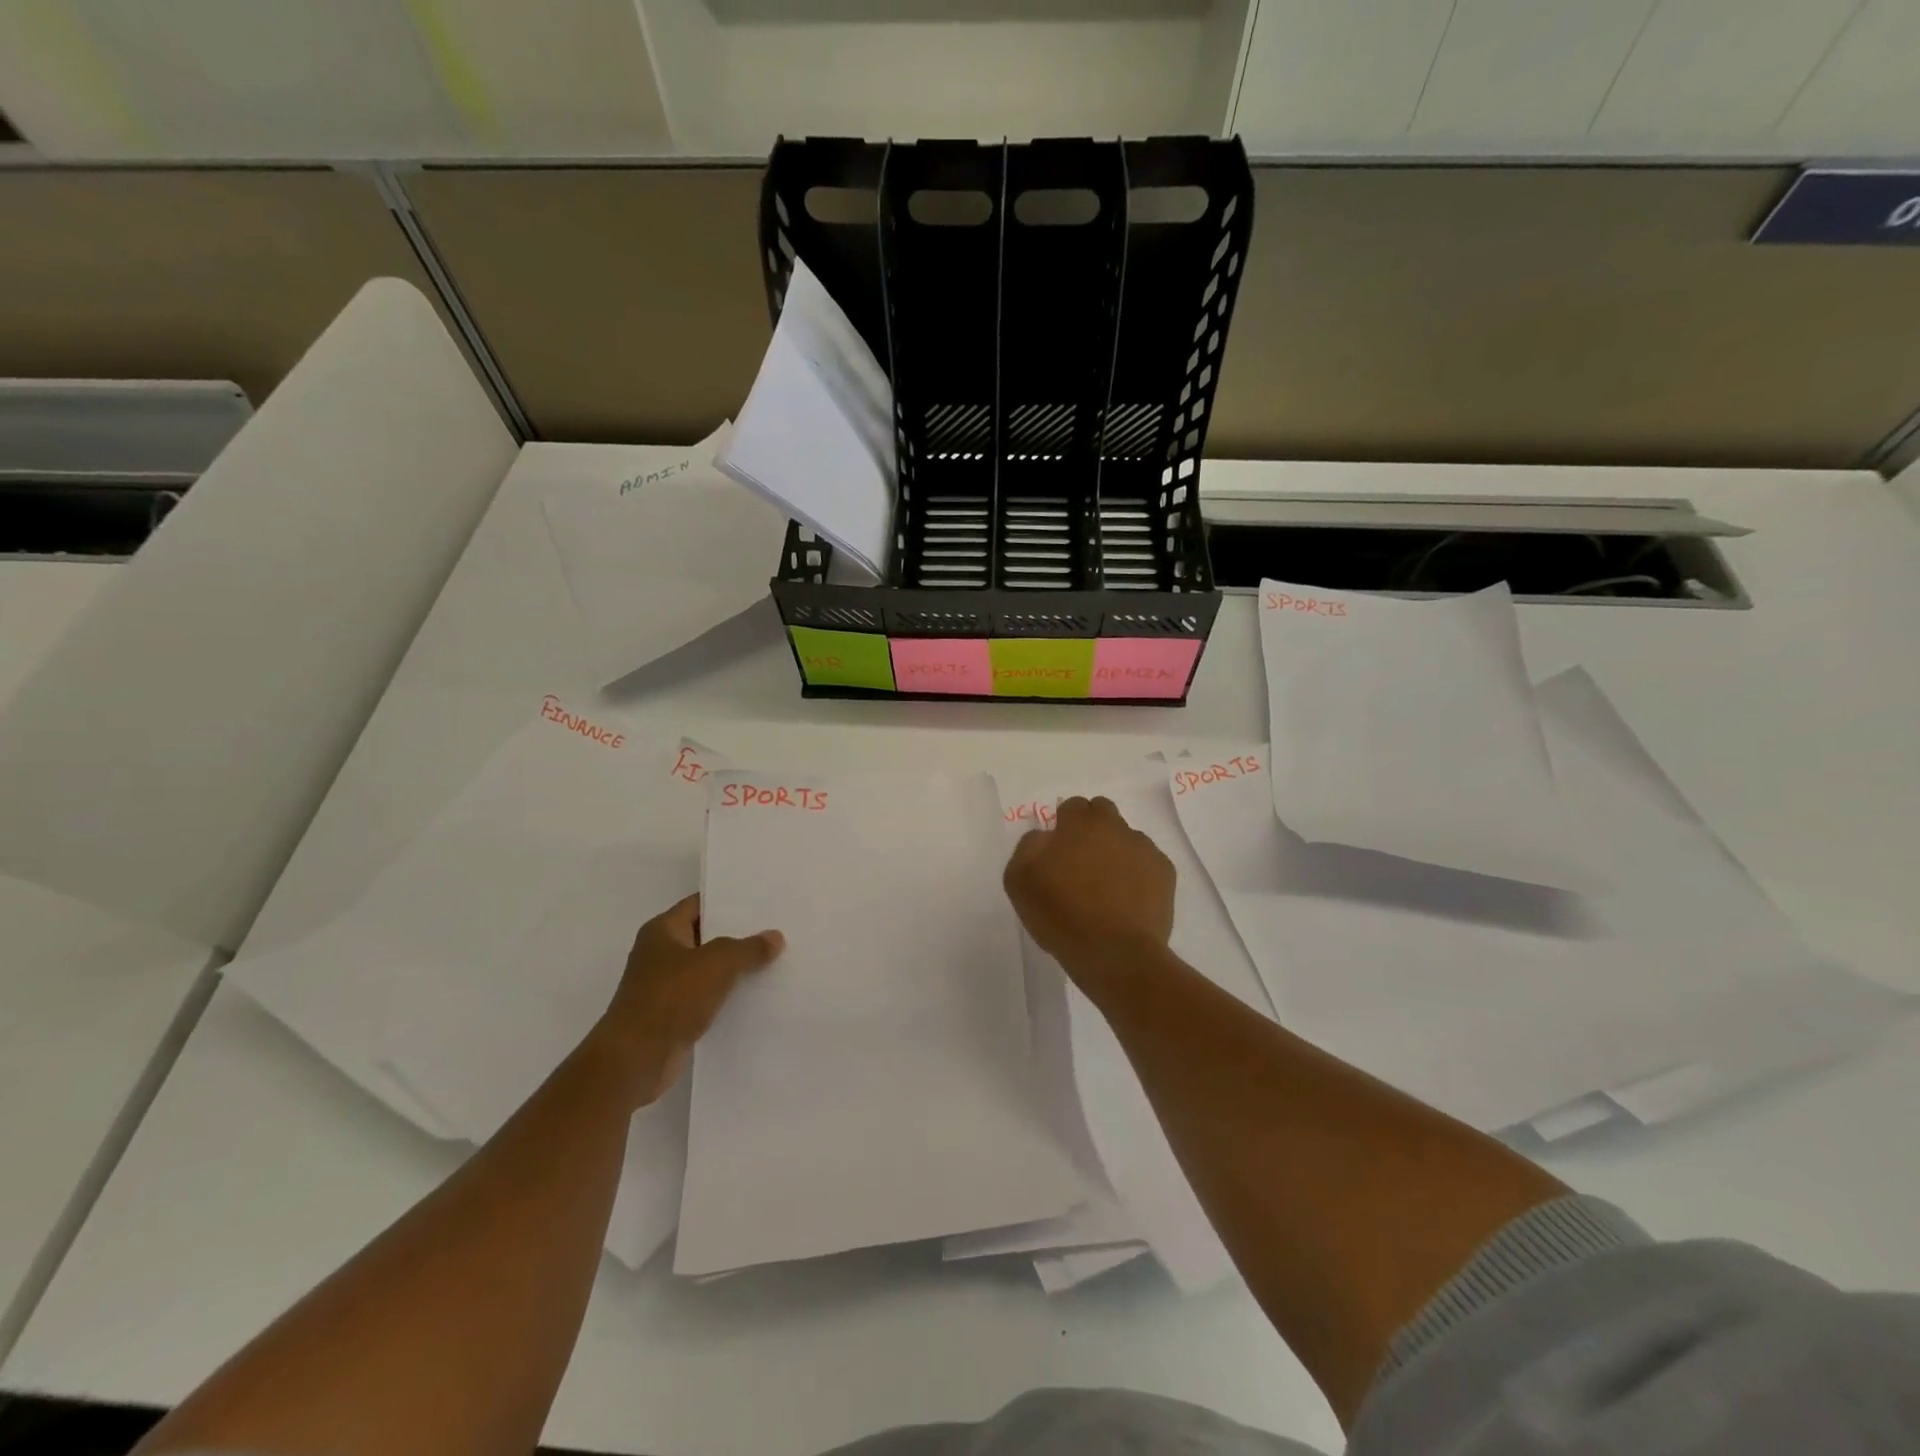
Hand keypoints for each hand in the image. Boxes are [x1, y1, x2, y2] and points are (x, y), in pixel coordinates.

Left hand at [593, 895, 783, 1105]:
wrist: (636, 1060)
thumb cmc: (671, 998)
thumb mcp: (718, 963)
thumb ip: (748, 948)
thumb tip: (775, 937)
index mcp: (662, 931)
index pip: (699, 904)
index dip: (728, 900)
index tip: (761, 900)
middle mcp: (660, 954)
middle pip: (705, 936)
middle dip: (737, 935)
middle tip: (775, 928)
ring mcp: (665, 986)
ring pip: (708, 969)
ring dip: (734, 968)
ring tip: (774, 959)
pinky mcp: (672, 1015)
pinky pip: (706, 997)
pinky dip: (727, 996)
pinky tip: (756, 995)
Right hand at [1004, 796, 1175, 991]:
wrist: (1115, 953)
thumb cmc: (1061, 913)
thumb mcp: (1019, 879)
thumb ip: (1029, 846)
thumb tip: (1045, 837)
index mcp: (1080, 822)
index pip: (1072, 807)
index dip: (1063, 827)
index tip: (1057, 854)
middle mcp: (1116, 826)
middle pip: (1102, 814)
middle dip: (1091, 831)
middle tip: (1079, 867)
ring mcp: (1145, 849)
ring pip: (1126, 840)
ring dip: (1114, 854)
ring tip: (1105, 891)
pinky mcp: (1166, 875)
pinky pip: (1146, 866)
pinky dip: (1137, 877)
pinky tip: (1126, 903)